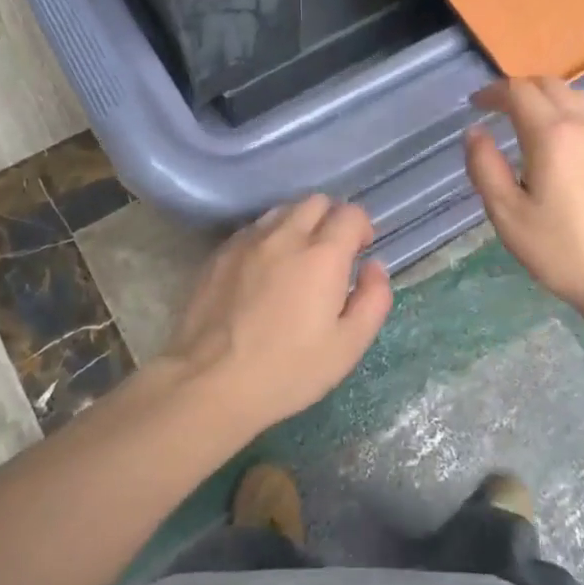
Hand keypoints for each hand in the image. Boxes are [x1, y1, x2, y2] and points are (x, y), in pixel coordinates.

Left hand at [161, 195, 390, 432]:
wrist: (209, 383)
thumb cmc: (288, 371)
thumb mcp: (348, 346)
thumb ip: (373, 299)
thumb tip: (374, 267)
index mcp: (322, 255)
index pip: (351, 213)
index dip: (361, 229)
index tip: (359, 254)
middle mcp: (285, 236)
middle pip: (316, 201)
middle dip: (331, 220)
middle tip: (331, 256)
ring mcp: (247, 241)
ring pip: (282, 210)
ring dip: (298, 225)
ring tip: (296, 261)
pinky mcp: (219, 254)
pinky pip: (253, 229)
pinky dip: (268, 239)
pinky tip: (263, 272)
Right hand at [464, 77, 583, 313]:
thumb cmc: (561, 250)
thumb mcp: (507, 214)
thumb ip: (485, 167)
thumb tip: (475, 132)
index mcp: (552, 135)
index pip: (518, 92)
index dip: (492, 92)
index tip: (475, 105)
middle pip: (549, 85)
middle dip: (518, 89)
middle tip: (496, 108)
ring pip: (574, 94)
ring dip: (546, 96)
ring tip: (526, 118)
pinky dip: (568, 110)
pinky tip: (560, 137)